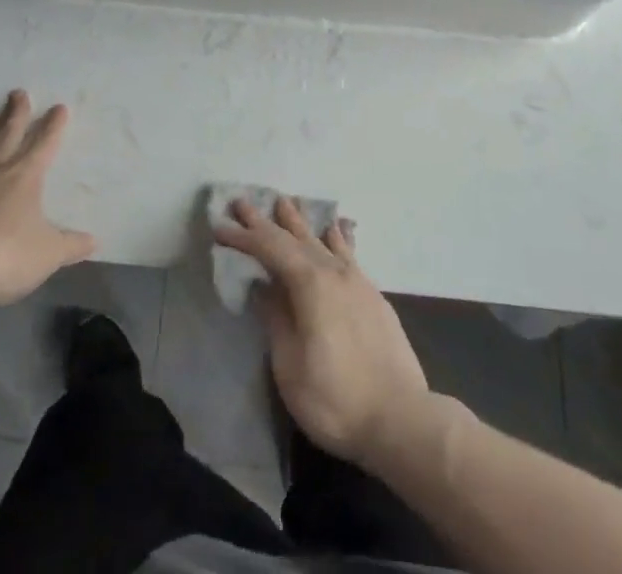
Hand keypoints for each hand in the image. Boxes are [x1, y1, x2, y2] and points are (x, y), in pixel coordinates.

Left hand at [0, 90, 95, 305]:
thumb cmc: (6, 253)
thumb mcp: (47, 253)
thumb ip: (70, 246)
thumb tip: (93, 241)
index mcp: (25, 177)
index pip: (43, 145)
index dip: (53, 126)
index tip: (58, 107)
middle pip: (7, 136)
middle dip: (16, 114)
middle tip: (17, 92)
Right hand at [214, 197, 430, 467]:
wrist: (401, 418)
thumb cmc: (336, 399)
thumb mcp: (290, 367)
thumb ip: (276, 319)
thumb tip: (264, 287)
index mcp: (310, 284)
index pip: (270, 249)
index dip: (244, 237)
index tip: (220, 225)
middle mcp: (334, 272)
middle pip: (295, 238)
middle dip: (266, 221)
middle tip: (243, 203)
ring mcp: (357, 281)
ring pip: (322, 240)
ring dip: (300, 222)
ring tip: (286, 202)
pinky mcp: (374, 296)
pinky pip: (348, 253)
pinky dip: (335, 237)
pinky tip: (335, 229)